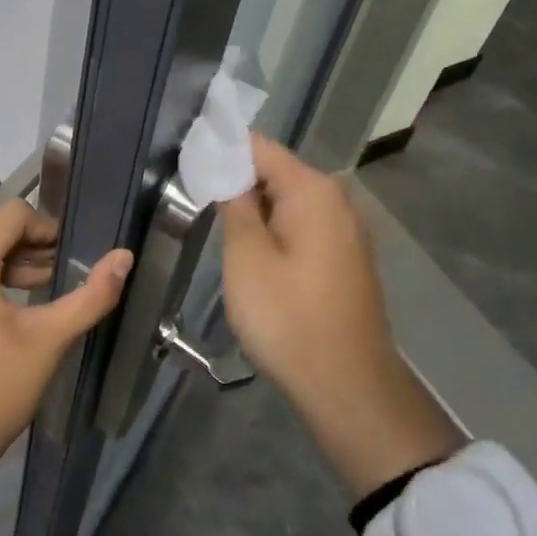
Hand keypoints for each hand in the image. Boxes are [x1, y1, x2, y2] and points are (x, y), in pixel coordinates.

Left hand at [0, 200, 131, 470]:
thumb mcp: (48, 341)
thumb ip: (91, 295)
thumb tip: (125, 257)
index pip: (11, 215)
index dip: (46, 229)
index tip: (68, 256)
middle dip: (29, 245)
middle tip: (60, 270)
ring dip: (10, 260)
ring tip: (45, 283)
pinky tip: (14, 298)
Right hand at [220, 134, 463, 497]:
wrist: (349, 388)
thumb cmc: (289, 319)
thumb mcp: (246, 258)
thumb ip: (234, 205)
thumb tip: (227, 171)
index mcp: (313, 190)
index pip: (258, 147)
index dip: (221, 150)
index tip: (187, 161)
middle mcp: (337, 199)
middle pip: (275, 172)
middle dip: (237, 181)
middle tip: (196, 199)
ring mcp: (346, 229)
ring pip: (288, 201)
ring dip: (255, 209)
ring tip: (218, 225)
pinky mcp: (346, 256)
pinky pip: (303, 225)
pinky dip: (276, 230)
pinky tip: (253, 253)